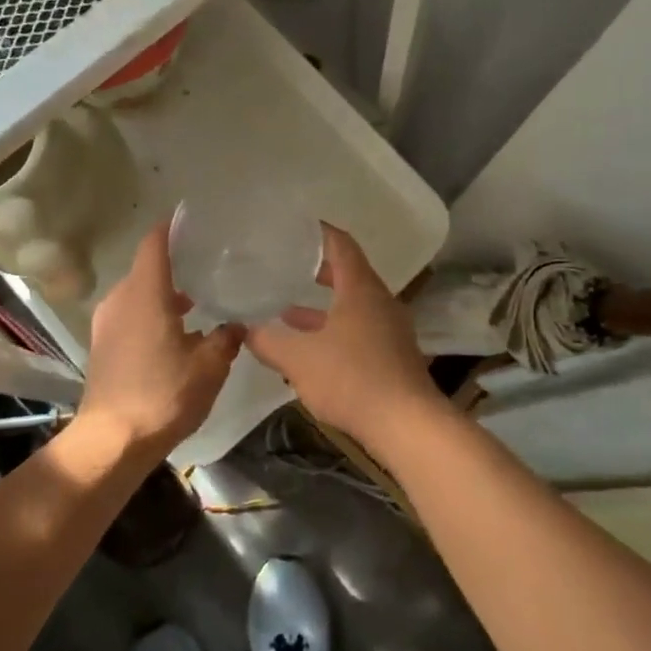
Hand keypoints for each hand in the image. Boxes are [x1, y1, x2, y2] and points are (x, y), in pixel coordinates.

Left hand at [79, 224, 242, 456]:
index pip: (155, 242)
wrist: (112, 442)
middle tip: (209, 263)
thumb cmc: (163, 394)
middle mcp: (121, 299)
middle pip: (148, 267)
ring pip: (139, 293)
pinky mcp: (103, 345)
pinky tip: (178, 333)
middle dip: (176, 264)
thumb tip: (236, 325)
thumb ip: (226, 338)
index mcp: (145, 293)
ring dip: (165, 293)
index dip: (173, 227)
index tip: (195, 221)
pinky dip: (153, 313)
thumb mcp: (209, 366)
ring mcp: (107, 323)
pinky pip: (131, 314)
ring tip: (198, 300)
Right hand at [248, 225, 437, 447]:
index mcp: (360, 289)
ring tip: (287, 309)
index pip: (341, 244)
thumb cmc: (352, 378)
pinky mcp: (392, 355)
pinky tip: (311, 348)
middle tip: (287, 265)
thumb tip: (244, 328)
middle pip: (349, 274)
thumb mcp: (299, 360)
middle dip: (318, 270)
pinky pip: (360, 329)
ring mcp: (390, 329)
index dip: (319, 232)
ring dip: (323, 307)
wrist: (406, 424)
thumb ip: (269, 341)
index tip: (297, 227)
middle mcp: (380, 301)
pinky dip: (334, 329)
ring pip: (353, 306)